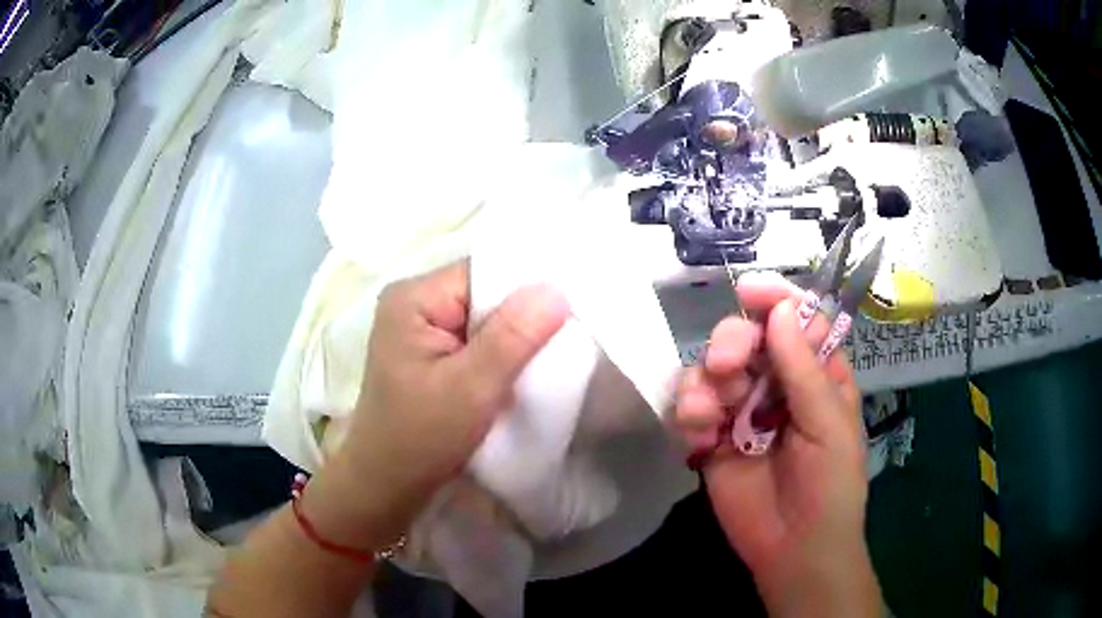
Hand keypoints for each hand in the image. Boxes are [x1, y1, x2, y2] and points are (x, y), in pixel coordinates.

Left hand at [305, 260, 568, 548]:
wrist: (387, 485)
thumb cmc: (420, 439)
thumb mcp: (471, 388)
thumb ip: (513, 337)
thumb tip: (556, 288)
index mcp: (413, 298)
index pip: (484, 273)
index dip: (527, 289)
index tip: (569, 311)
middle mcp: (414, 302)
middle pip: (485, 292)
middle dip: (523, 317)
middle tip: (565, 337)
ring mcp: (421, 328)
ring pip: (485, 318)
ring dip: (515, 338)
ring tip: (548, 355)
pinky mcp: (431, 352)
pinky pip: (477, 339)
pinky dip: (502, 353)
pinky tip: (522, 368)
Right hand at [675, 272, 879, 616]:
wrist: (795, 549)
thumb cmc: (831, 485)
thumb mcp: (829, 425)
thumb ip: (804, 369)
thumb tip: (780, 309)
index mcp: (814, 372)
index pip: (794, 318)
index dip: (775, 298)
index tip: (749, 291)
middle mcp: (776, 382)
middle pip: (745, 336)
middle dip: (730, 343)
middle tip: (728, 367)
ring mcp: (740, 410)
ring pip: (709, 368)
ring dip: (704, 384)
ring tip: (712, 419)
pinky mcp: (711, 438)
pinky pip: (689, 407)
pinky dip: (689, 416)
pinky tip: (703, 442)